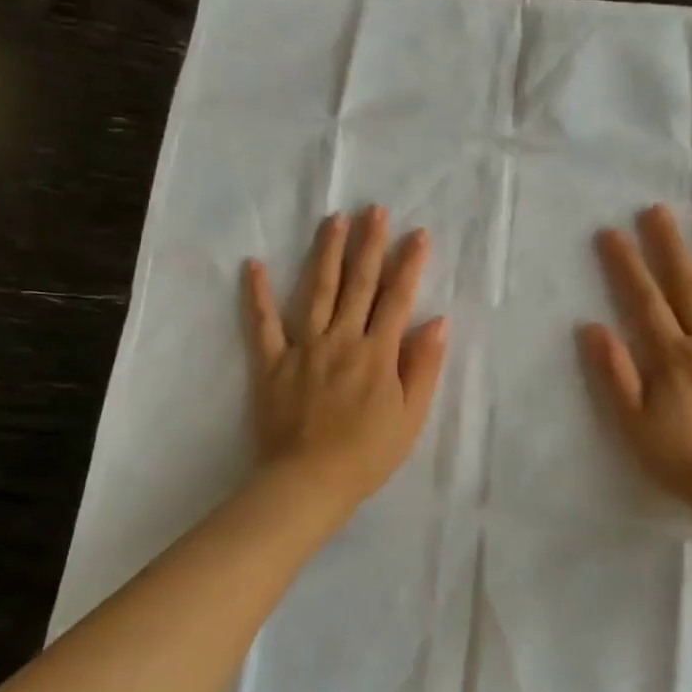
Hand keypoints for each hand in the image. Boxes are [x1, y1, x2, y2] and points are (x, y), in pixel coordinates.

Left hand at [244, 206, 448, 512]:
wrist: (309, 482)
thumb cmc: (368, 454)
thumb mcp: (411, 416)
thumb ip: (424, 366)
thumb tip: (437, 321)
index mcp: (378, 353)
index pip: (397, 299)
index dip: (409, 265)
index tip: (417, 234)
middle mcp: (342, 339)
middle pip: (359, 284)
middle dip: (369, 244)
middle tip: (375, 209)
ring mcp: (304, 347)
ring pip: (318, 291)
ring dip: (327, 253)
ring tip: (334, 220)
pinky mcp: (272, 362)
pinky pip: (263, 324)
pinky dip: (258, 294)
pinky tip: (254, 264)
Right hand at [582, 205, 691, 512]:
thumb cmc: (686, 462)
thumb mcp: (634, 426)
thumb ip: (614, 375)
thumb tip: (592, 327)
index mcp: (672, 356)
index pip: (644, 300)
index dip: (626, 265)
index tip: (612, 232)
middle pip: (686, 285)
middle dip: (669, 245)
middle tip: (658, 208)